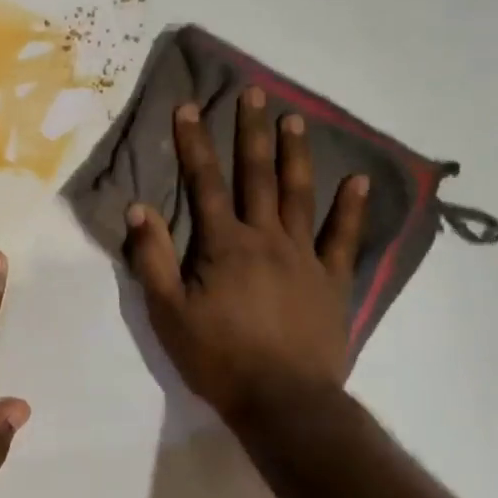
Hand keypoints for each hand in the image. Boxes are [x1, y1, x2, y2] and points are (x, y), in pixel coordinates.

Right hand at [125, 89, 368, 426]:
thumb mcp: (168, 313)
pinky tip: (358, 181)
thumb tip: (139, 208)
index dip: (193, 143)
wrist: (285, 404)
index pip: (204, 182)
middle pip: (256, 175)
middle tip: (253, 92)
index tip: (188, 106)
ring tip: (296, 118)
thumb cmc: (219, 358)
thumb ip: (153, 258)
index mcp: (224, 244)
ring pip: (299, 194)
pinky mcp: (332, 280)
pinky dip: (352, 209)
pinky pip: (344, 238)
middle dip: (251, 131)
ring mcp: (304, 256)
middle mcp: (266, 238)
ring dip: (296, 154)